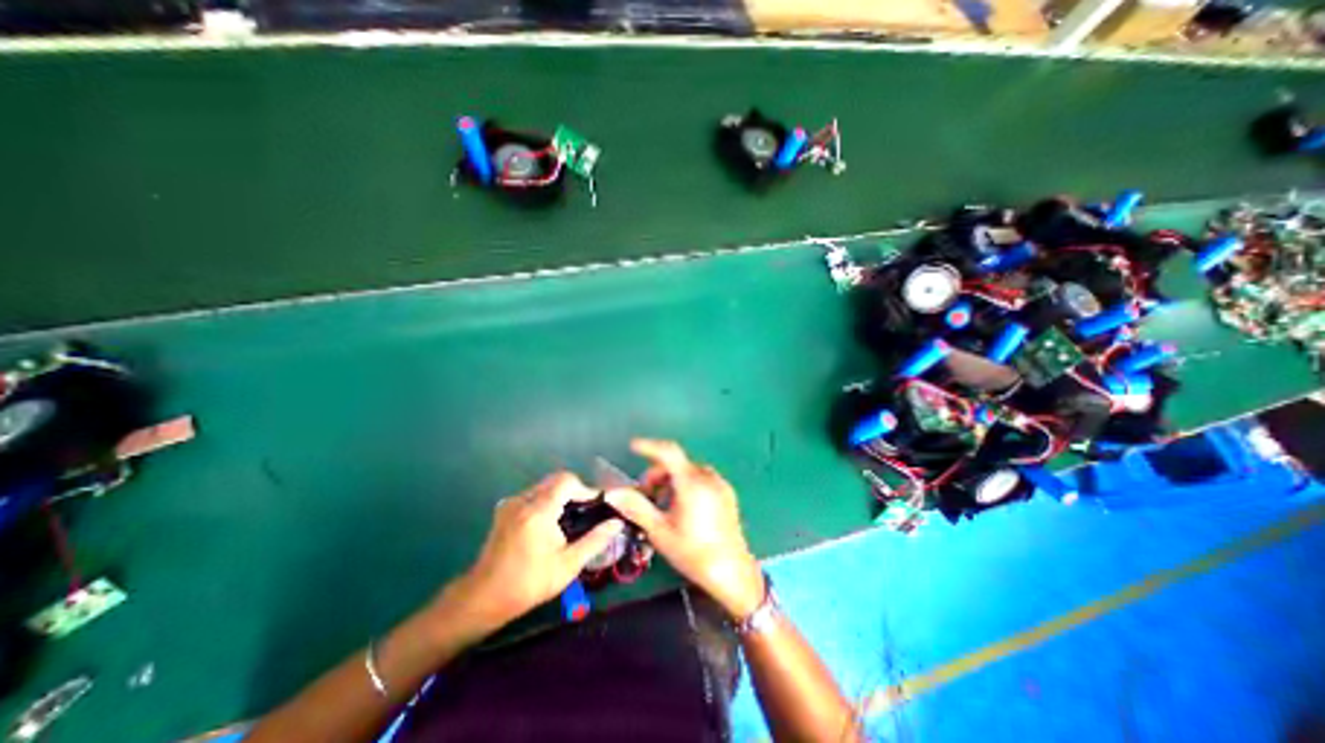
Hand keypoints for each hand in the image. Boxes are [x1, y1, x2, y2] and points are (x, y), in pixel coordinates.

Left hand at [435, 472, 622, 636]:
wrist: (483, 598)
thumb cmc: (528, 584)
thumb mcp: (567, 566)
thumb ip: (594, 541)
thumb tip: (617, 523)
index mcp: (538, 511)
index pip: (566, 481)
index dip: (585, 488)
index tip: (596, 505)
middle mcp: (523, 500)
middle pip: (555, 480)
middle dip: (574, 491)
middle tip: (586, 511)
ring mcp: (511, 503)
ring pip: (544, 485)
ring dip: (561, 495)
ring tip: (571, 517)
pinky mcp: (505, 509)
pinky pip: (533, 494)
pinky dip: (547, 500)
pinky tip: (551, 522)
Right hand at [605, 439, 760, 618]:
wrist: (732, 572)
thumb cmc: (693, 553)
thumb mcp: (660, 532)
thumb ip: (637, 508)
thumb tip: (614, 493)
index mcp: (691, 483)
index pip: (668, 452)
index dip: (649, 446)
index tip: (633, 447)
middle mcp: (707, 477)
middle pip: (676, 464)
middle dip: (657, 475)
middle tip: (646, 496)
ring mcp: (719, 484)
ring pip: (688, 471)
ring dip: (671, 480)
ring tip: (664, 506)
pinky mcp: (727, 493)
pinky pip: (701, 479)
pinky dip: (687, 484)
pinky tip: (683, 508)